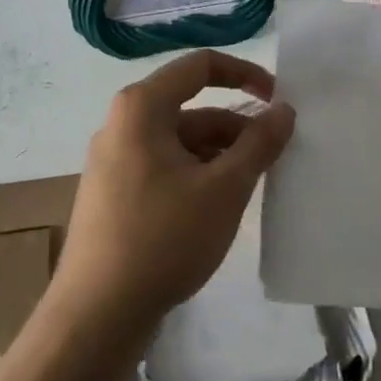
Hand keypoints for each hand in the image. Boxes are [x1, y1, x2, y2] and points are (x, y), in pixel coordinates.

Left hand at [58, 50, 296, 327]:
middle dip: (237, 127)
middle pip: (192, 108)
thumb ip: (259, 143)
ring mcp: (114, 161)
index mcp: (142, 108)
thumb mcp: (224, 188)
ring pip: (181, 142)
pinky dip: (198, 175)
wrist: (97, 314)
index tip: (277, 100)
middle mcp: (122, 124)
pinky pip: (165, 167)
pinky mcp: (114, 194)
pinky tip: (220, 207)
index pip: (200, 66)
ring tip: (253, 186)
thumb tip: (283, 110)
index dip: (245, 74)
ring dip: (221, 155)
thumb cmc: (164, 238)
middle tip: (274, 156)